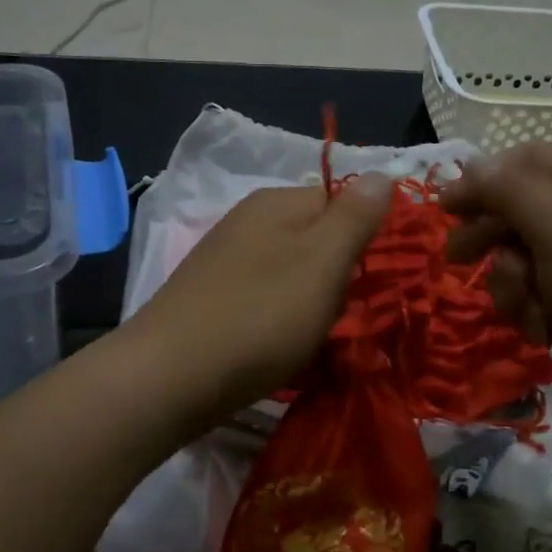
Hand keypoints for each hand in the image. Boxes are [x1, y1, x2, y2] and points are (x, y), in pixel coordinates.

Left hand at [123, 178, 394, 425]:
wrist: (169, 378)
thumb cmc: (259, 316)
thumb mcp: (322, 261)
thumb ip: (355, 217)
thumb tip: (382, 173)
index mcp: (275, 202)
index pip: (341, 200)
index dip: (366, 236)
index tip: (375, 277)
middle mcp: (248, 222)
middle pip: (318, 239)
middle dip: (340, 276)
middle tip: (342, 312)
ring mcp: (226, 260)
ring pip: (294, 273)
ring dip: (314, 303)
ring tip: (314, 336)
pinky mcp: (213, 298)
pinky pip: (267, 299)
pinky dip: (283, 321)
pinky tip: (281, 347)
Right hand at [441, 143, 551, 446]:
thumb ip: (509, 190)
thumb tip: (471, 164)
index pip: (523, 160)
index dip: (481, 180)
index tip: (444, 210)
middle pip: (520, 210)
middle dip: (490, 237)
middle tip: (457, 258)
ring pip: (526, 259)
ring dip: (512, 285)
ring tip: (527, 311)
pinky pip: (543, 297)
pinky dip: (535, 312)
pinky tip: (544, 334)